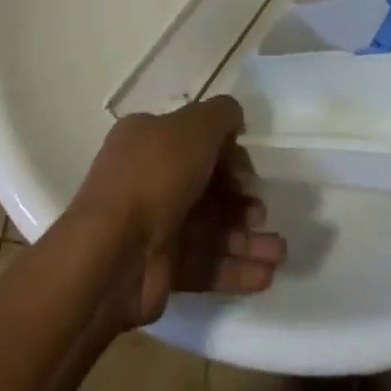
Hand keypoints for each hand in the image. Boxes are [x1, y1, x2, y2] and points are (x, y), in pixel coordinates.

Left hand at [67, 97, 285, 329]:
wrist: (111, 255)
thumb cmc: (155, 175)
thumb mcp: (194, 127)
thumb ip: (221, 115)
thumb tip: (235, 118)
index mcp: (148, 139)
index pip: (193, 139)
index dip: (226, 152)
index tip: (250, 168)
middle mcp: (148, 178)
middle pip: (205, 185)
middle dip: (240, 200)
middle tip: (264, 212)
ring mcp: (153, 226)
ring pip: (209, 227)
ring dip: (245, 238)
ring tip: (279, 252)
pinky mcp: (160, 270)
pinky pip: (203, 263)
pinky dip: (234, 268)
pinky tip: (265, 275)